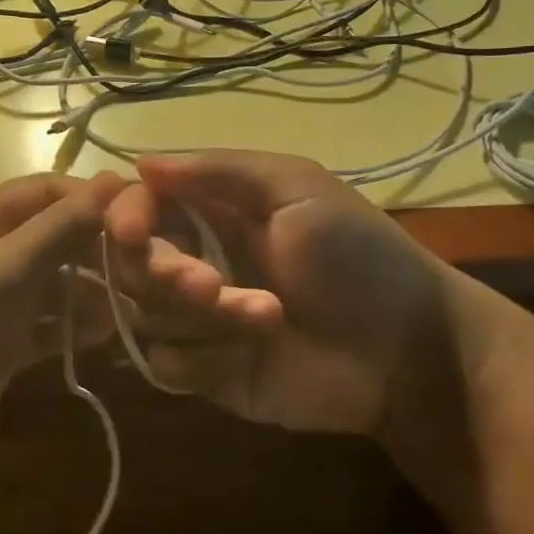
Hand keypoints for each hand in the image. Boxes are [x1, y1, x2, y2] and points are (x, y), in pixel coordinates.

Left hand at [0, 171, 123, 493]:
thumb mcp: (6, 268)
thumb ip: (61, 227)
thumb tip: (114, 180)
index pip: (44, 191)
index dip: (89, 197)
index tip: (143, 214)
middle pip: (52, 237)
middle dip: (96, 248)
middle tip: (148, 267)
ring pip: (53, 284)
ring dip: (93, 291)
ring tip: (139, 304)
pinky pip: (46, 325)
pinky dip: (74, 326)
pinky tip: (110, 333)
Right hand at [104, 151, 467, 454]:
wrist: (407, 349)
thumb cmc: (357, 255)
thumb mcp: (296, 189)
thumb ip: (219, 171)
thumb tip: (142, 163)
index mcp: (212, 213)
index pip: (140, 206)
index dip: (126, 215)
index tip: (131, 231)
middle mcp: (195, 260)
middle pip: (130, 263)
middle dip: (163, 272)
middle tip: (210, 285)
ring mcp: (198, 319)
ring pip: (144, 313)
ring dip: (197, 316)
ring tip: (266, 318)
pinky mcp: (207, 371)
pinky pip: (162, 364)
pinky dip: (193, 361)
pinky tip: (243, 357)